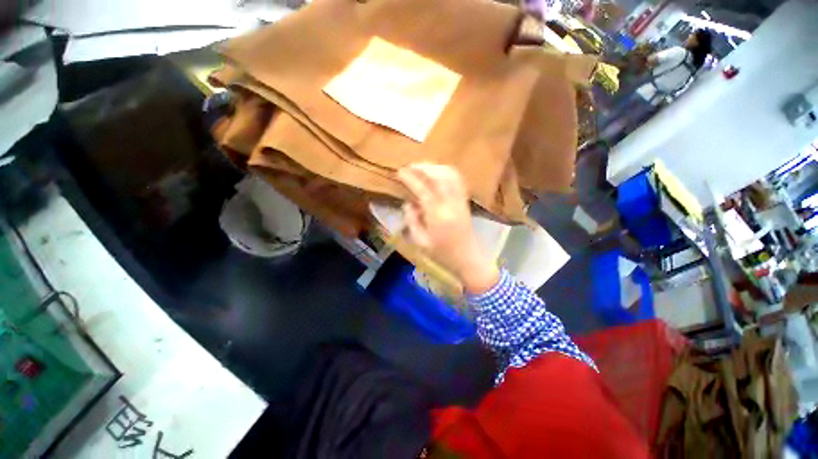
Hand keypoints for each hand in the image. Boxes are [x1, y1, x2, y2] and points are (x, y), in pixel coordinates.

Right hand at [396, 163, 498, 294]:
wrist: (469, 259)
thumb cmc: (443, 254)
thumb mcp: (421, 242)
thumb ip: (412, 221)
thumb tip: (408, 203)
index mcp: (437, 216)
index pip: (423, 190)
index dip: (410, 178)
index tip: (400, 172)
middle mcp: (450, 204)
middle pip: (439, 177)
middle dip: (423, 167)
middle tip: (410, 166)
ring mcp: (460, 201)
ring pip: (450, 175)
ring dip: (435, 167)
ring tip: (422, 167)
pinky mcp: (465, 202)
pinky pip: (458, 181)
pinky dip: (448, 172)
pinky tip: (438, 173)